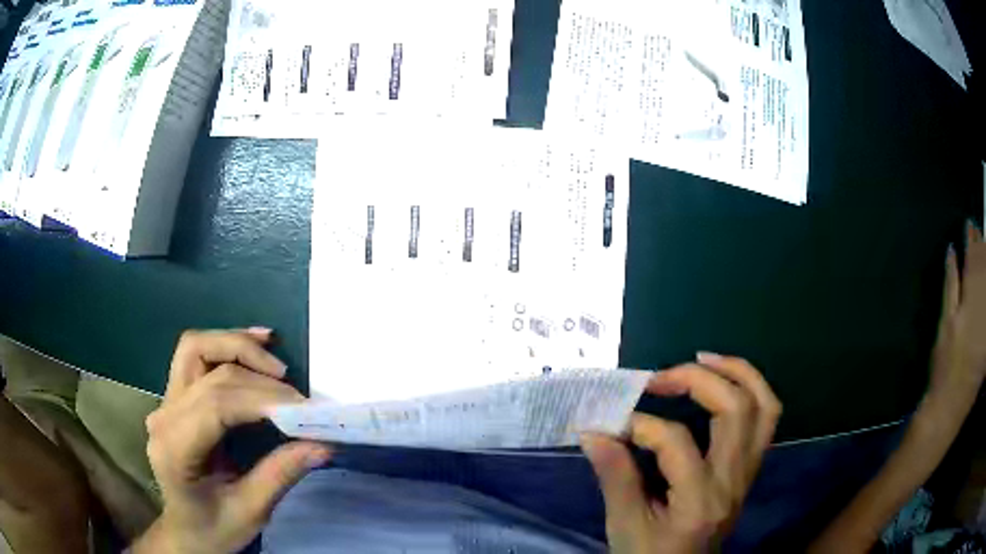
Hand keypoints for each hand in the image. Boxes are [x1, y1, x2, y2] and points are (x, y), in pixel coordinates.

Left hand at [133, 329, 331, 553]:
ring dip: (239, 347)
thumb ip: (280, 474)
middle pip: (209, 372)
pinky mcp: (174, 396)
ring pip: (197, 348)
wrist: (187, 530)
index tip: (303, 409)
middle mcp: (163, 416)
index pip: (215, 405)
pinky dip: (227, 345)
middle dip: (259, 379)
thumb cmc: (215, 528)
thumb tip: (322, 444)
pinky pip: (196, 355)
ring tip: (277, 366)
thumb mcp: (251, 511)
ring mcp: (165, 401)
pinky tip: (256, 344)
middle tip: (299, 400)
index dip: (261, 399)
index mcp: (174, 448)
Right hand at [581, 353, 780, 553]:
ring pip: (763, 406)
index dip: (640, 425)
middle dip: (695, 381)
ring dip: (736, 373)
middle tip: (657, 379)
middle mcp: (733, 481)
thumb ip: (615, 476)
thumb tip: (593, 431)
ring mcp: (748, 473)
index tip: (609, 425)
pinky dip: (751, 390)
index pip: (676, 443)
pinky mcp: (750, 469)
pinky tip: (725, 381)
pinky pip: (767, 419)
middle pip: (735, 409)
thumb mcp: (624, 525)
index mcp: (700, 501)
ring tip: (701, 360)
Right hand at [931, 222, 985, 397]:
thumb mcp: (944, 325)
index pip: (973, 259)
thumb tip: (952, 251)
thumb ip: (950, 285)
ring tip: (984, 248)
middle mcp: (983, 306)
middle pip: (985, 266)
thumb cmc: (944, 366)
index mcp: (971, 301)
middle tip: (977, 232)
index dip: (971, 239)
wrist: (951, 406)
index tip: (969, 226)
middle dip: (982, 246)